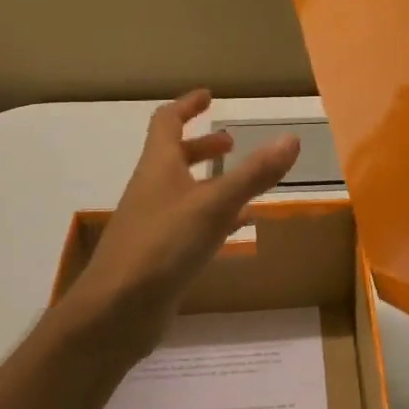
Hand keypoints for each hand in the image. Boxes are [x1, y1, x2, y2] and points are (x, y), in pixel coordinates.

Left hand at [66, 91, 299, 351]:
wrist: (116, 311)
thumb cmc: (162, 246)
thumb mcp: (214, 205)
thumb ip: (254, 174)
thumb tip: (291, 139)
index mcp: (159, 167)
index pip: (167, 122)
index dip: (187, 106)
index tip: (209, 97)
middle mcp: (153, 190)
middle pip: (175, 157)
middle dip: (203, 147)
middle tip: (232, 143)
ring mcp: (154, 224)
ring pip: (185, 193)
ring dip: (211, 183)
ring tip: (246, 187)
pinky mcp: (160, 255)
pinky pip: (191, 225)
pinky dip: (215, 219)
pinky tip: (237, 230)